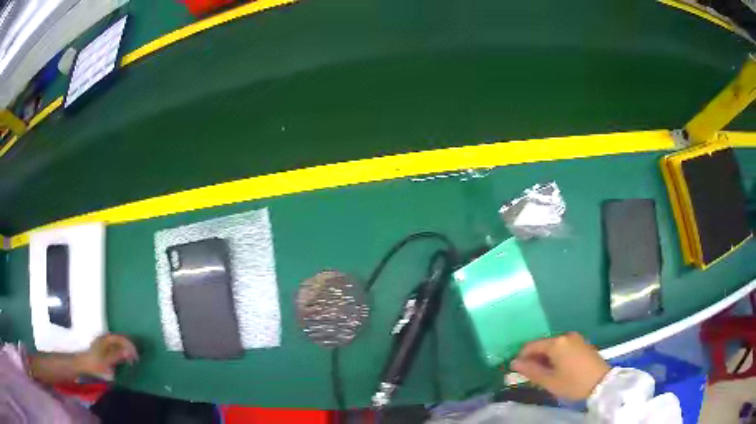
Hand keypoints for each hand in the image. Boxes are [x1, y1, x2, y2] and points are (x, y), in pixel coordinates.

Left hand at [75, 334, 138, 379]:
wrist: (84, 364)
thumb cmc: (95, 363)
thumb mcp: (106, 361)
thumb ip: (117, 356)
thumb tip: (129, 352)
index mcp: (106, 339)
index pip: (121, 338)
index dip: (130, 346)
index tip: (136, 356)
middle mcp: (106, 339)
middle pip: (120, 340)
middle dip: (129, 348)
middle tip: (136, 359)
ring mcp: (105, 343)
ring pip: (119, 344)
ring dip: (126, 351)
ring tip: (132, 361)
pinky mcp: (105, 349)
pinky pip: (116, 348)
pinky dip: (122, 353)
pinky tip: (125, 360)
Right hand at [510, 332, 609, 400]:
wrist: (602, 382)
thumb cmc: (573, 383)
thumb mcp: (549, 381)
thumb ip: (530, 371)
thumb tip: (514, 363)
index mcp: (556, 343)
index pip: (531, 346)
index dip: (522, 357)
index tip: (517, 371)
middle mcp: (565, 336)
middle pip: (543, 345)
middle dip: (534, 358)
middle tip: (530, 375)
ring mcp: (576, 338)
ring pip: (553, 346)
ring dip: (545, 358)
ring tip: (544, 374)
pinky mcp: (582, 343)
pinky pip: (563, 347)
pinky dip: (556, 356)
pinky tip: (557, 369)